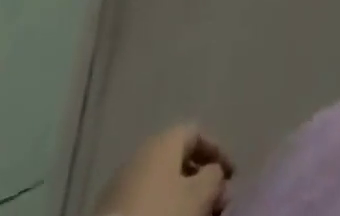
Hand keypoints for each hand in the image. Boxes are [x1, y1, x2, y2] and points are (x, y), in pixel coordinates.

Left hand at [95, 125, 234, 215]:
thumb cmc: (161, 214)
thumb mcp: (198, 196)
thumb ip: (214, 178)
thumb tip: (216, 174)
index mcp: (164, 140)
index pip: (197, 132)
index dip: (217, 152)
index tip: (231, 176)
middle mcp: (142, 152)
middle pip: (178, 159)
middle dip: (199, 179)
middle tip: (215, 202)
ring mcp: (122, 181)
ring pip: (161, 183)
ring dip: (181, 197)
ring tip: (195, 215)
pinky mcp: (108, 210)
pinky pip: (144, 200)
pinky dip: (161, 207)